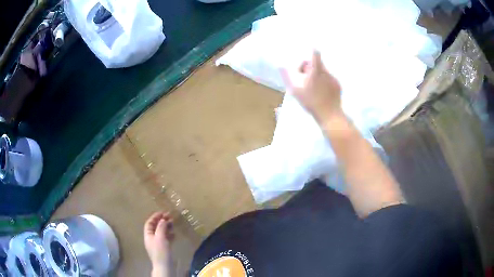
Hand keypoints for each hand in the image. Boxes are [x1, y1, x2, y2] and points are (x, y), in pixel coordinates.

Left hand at [144, 212, 173, 269]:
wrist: (165, 266)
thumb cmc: (161, 251)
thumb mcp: (160, 237)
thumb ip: (161, 227)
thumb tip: (163, 219)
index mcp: (148, 235)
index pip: (149, 223)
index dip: (155, 217)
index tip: (163, 213)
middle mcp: (152, 238)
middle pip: (155, 227)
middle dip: (162, 221)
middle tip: (170, 217)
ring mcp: (158, 244)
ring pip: (161, 233)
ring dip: (166, 227)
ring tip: (173, 224)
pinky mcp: (164, 249)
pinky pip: (166, 239)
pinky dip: (170, 235)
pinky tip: (174, 234)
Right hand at [281, 51, 342, 122]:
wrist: (329, 115)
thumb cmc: (311, 102)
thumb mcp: (295, 90)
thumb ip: (287, 76)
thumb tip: (281, 66)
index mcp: (316, 70)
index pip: (315, 54)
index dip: (312, 50)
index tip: (309, 49)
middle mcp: (326, 72)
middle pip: (317, 63)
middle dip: (309, 68)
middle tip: (303, 79)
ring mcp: (334, 79)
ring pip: (323, 71)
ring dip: (316, 75)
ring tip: (312, 88)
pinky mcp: (338, 86)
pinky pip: (329, 79)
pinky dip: (324, 82)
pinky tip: (321, 93)